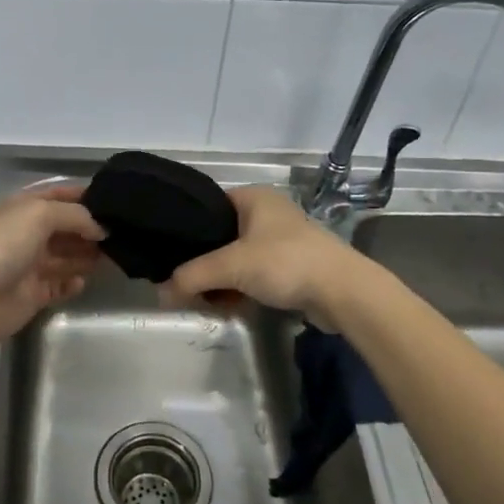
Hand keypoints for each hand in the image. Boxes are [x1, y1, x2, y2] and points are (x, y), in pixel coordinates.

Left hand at [0, 185, 105, 352]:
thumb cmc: (1, 246)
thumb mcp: (39, 215)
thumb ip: (74, 216)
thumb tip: (99, 228)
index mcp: (22, 208)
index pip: (57, 195)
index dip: (83, 196)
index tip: (113, 202)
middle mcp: (26, 234)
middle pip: (65, 228)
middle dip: (90, 229)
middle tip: (121, 233)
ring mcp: (29, 266)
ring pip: (66, 257)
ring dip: (87, 255)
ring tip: (113, 256)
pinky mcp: (32, 295)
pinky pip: (59, 286)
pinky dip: (73, 283)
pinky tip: (83, 281)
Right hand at [162, 186, 364, 331]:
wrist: (343, 292)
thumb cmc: (285, 263)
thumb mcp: (231, 266)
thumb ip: (192, 276)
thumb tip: (160, 293)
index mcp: (253, 197)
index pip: (207, 206)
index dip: (187, 228)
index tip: (168, 252)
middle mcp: (267, 213)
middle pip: (221, 236)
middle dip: (204, 262)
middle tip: (182, 283)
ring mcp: (282, 240)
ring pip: (238, 259)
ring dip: (222, 280)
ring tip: (202, 300)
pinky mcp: (292, 267)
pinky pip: (256, 275)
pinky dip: (241, 289)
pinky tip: (228, 307)